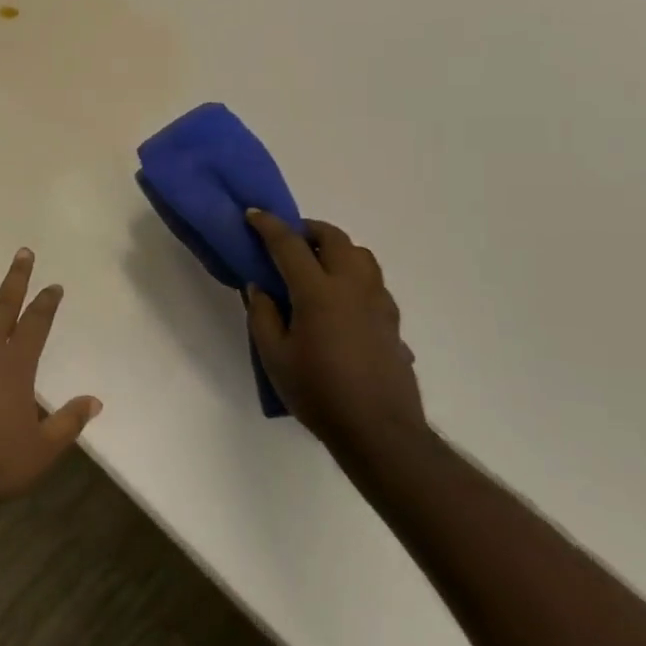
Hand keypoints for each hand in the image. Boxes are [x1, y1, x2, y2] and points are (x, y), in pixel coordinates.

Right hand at [245, 211, 428, 475]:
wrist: (379, 431)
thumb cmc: (319, 393)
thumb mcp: (274, 357)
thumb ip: (264, 316)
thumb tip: (262, 287)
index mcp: (318, 292)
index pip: (289, 245)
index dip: (268, 225)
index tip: (253, 214)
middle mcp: (352, 287)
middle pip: (335, 238)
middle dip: (309, 230)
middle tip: (289, 239)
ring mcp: (379, 303)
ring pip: (362, 256)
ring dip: (337, 249)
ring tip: (318, 266)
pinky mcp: (393, 322)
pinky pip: (374, 283)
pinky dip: (354, 277)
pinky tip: (342, 302)